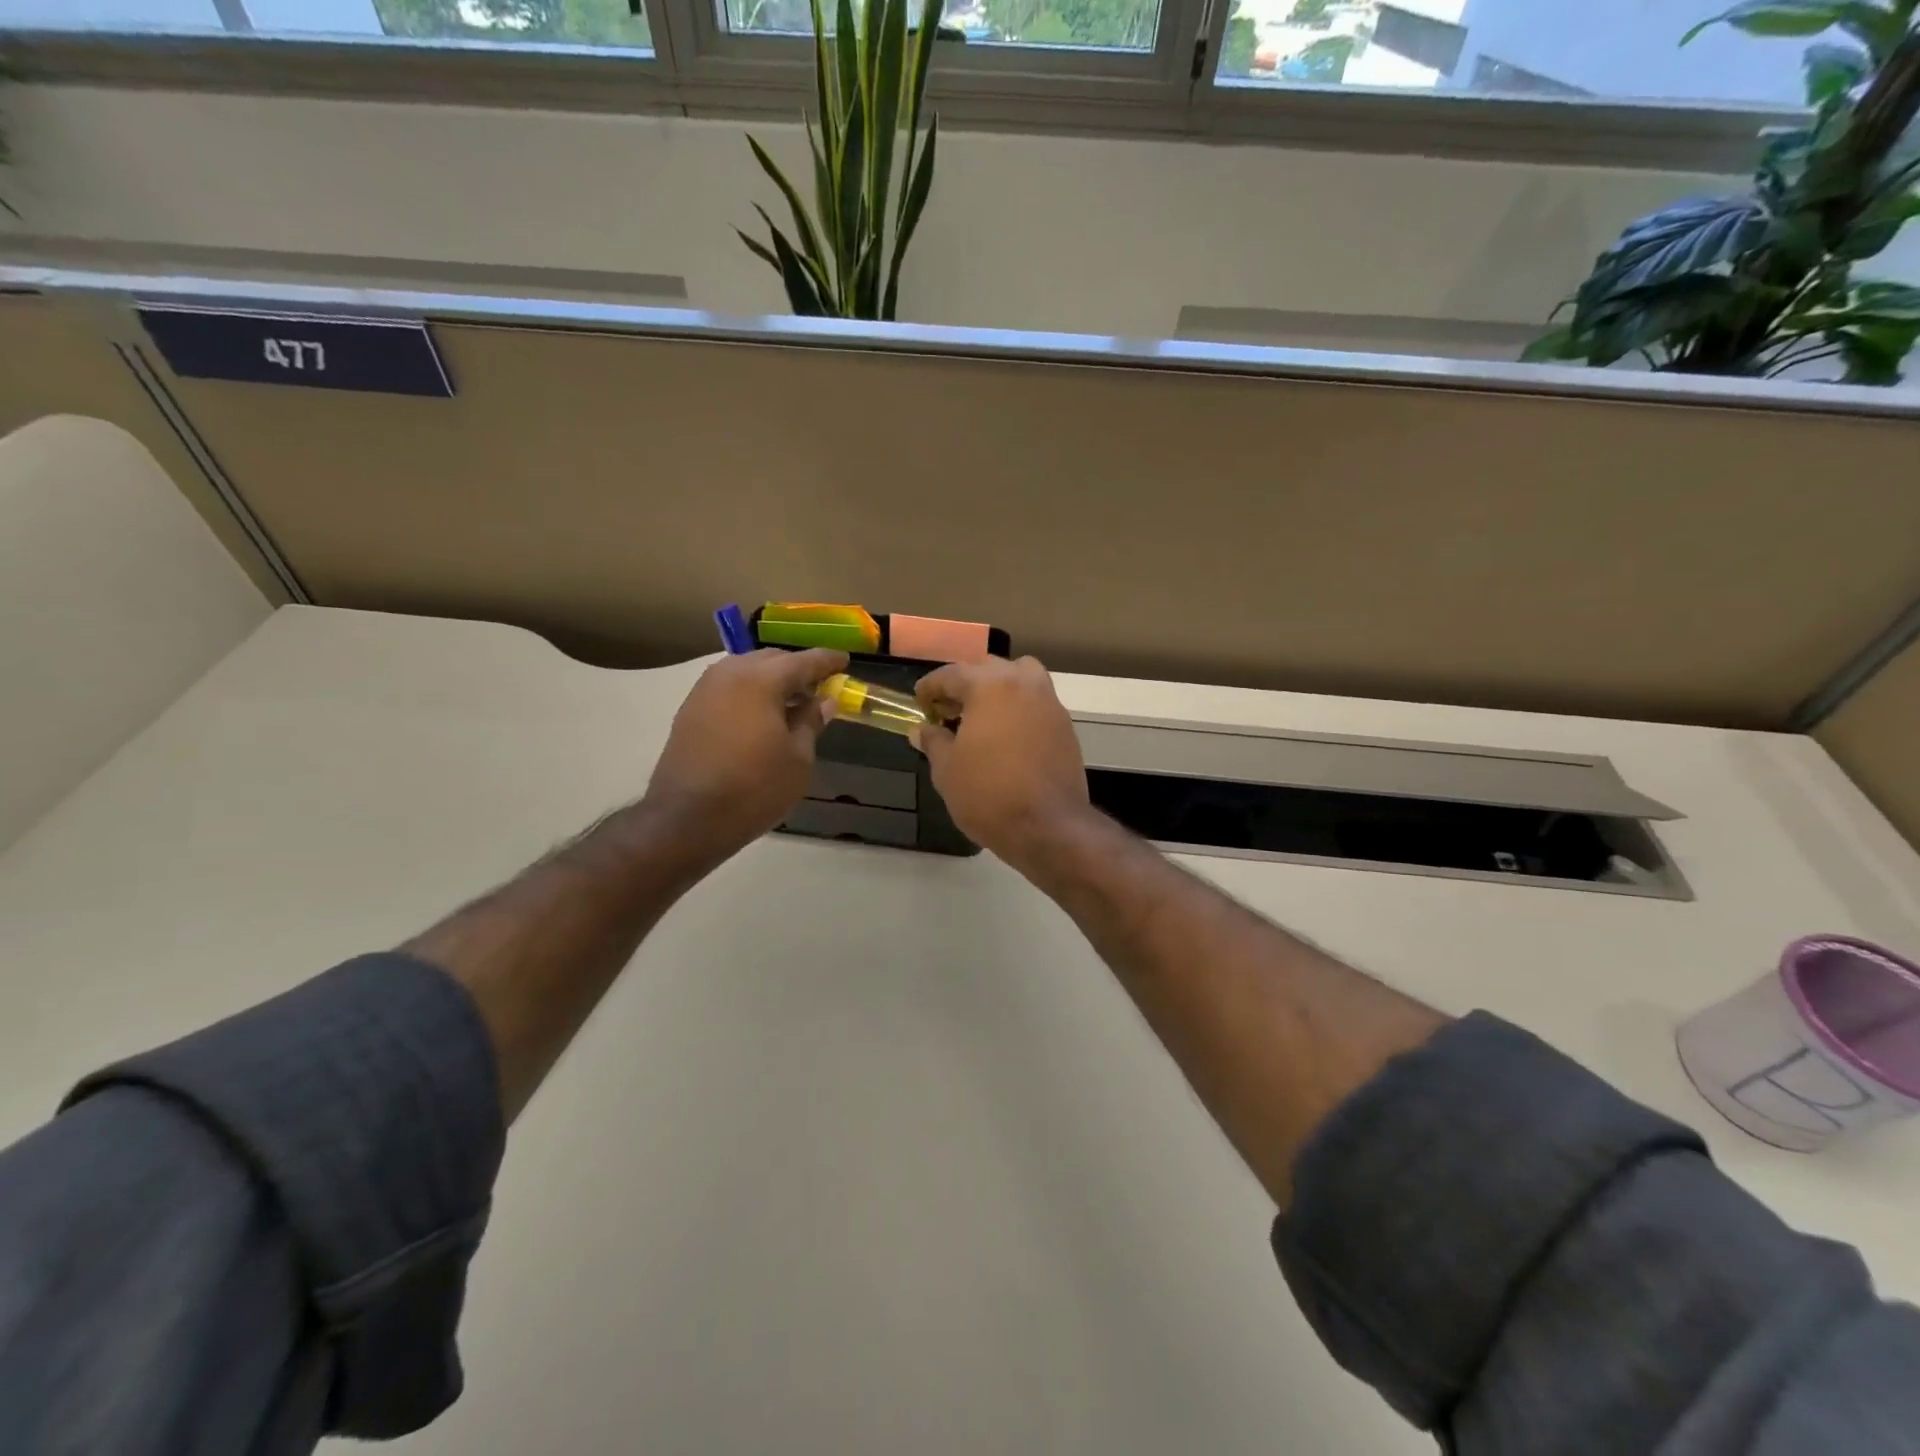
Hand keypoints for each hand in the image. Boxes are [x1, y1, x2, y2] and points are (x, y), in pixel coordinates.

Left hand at [645, 648, 847, 861]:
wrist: (687, 819)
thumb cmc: (754, 788)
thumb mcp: (798, 759)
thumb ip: (811, 722)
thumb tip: (823, 700)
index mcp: (761, 680)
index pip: (803, 661)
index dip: (827, 661)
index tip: (845, 661)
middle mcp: (730, 674)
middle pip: (771, 659)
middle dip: (797, 668)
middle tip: (819, 684)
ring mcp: (704, 690)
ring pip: (746, 671)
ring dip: (771, 679)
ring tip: (791, 700)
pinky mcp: (690, 710)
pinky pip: (728, 687)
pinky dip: (750, 692)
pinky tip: (762, 714)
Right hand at [915, 656, 1089, 863]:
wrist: (1048, 826)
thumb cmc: (988, 793)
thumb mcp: (947, 770)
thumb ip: (933, 741)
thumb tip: (921, 729)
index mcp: (989, 686)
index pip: (952, 674)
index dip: (931, 687)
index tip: (919, 702)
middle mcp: (1023, 683)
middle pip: (989, 669)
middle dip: (966, 684)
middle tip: (949, 710)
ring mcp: (1049, 703)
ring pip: (1021, 678)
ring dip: (999, 689)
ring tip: (982, 717)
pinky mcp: (1065, 726)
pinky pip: (1037, 703)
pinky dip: (1019, 709)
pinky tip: (1006, 736)